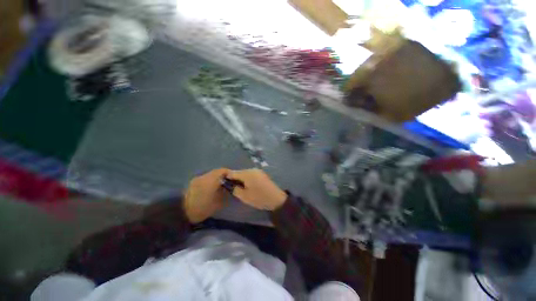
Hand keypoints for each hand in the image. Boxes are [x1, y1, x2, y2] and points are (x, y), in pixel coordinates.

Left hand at [183, 168, 229, 222]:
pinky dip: (210, 181)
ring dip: (216, 178)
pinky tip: (211, 189)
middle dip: (224, 176)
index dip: (230, 174)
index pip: (224, 171)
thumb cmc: (202, 208)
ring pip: (211, 175)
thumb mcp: (217, 203)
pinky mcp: (193, 182)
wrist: (180, 213)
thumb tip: (229, 188)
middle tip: (228, 183)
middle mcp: (204, 176)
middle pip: (217, 172)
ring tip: (220, 187)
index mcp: (212, 179)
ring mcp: (197, 178)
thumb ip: (225, 193)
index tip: (234, 180)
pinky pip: (205, 178)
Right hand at [227, 169, 286, 210]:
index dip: (227, 178)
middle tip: (233, 188)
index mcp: (247, 174)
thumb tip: (229, 184)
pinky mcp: (262, 173)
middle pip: (239, 172)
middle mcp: (252, 169)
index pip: (232, 173)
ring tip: (240, 188)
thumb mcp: (244, 196)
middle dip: (235, 179)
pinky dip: (247, 179)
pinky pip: (251, 174)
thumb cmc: (259, 198)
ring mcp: (258, 171)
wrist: (276, 199)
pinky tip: (248, 186)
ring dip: (241, 179)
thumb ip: (234, 189)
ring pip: (245, 173)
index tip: (224, 184)